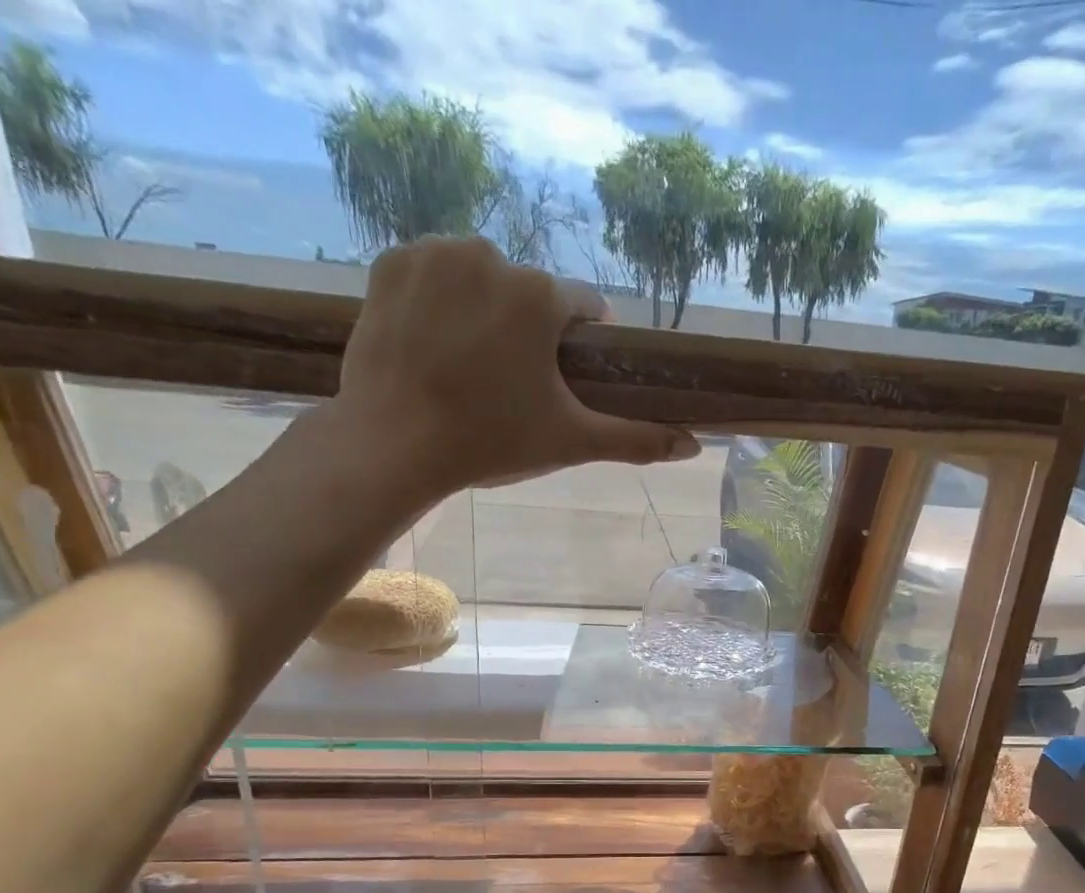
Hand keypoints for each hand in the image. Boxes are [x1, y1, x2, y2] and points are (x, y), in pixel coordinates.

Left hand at [331, 237, 698, 496]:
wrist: (393, 443)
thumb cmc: (491, 441)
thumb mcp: (570, 441)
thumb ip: (635, 439)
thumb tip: (695, 446)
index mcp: (539, 294)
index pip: (583, 307)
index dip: (581, 344)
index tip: (565, 376)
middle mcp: (490, 254)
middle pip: (528, 293)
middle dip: (528, 331)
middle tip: (510, 384)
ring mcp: (433, 253)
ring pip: (480, 278)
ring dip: (484, 311)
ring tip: (470, 366)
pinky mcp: (389, 263)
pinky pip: (432, 275)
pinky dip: (438, 302)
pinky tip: (433, 344)